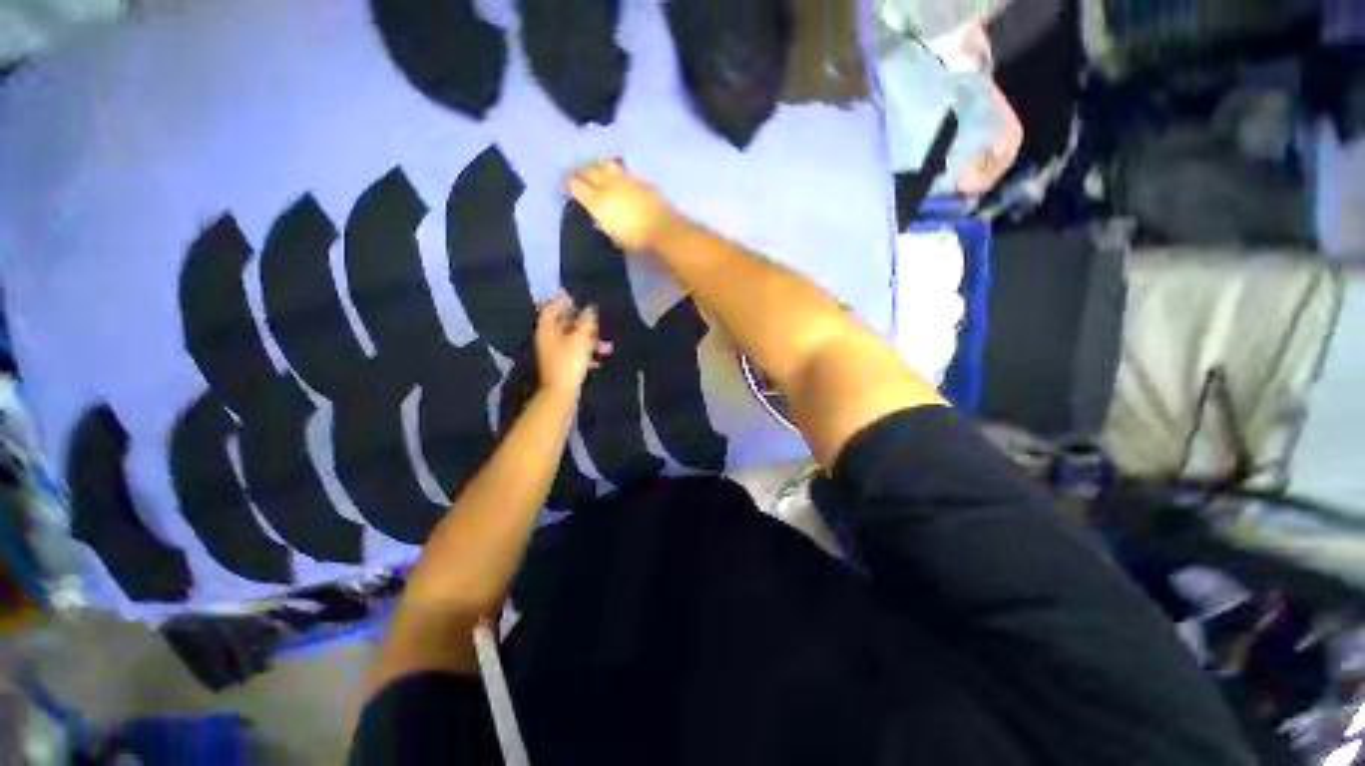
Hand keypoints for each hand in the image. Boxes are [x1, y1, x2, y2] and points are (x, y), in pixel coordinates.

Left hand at [535, 296, 612, 397]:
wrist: (561, 392)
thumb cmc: (568, 362)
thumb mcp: (579, 339)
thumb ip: (585, 322)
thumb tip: (590, 309)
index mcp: (546, 331)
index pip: (550, 310)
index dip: (562, 303)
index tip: (575, 299)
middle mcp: (547, 340)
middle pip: (560, 324)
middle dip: (576, 319)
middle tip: (590, 316)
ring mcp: (553, 353)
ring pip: (567, 337)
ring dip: (582, 333)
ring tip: (597, 333)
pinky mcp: (561, 364)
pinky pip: (571, 349)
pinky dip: (582, 346)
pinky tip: (594, 350)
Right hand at [567, 159, 682, 250]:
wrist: (661, 228)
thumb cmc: (635, 238)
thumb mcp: (613, 235)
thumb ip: (603, 223)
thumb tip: (597, 219)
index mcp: (597, 201)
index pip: (575, 185)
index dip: (568, 184)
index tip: (566, 185)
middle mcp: (607, 184)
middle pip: (587, 171)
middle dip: (579, 171)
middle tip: (575, 173)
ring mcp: (623, 179)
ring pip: (603, 165)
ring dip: (595, 165)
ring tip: (593, 168)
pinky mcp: (637, 178)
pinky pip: (620, 169)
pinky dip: (612, 169)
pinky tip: (613, 172)